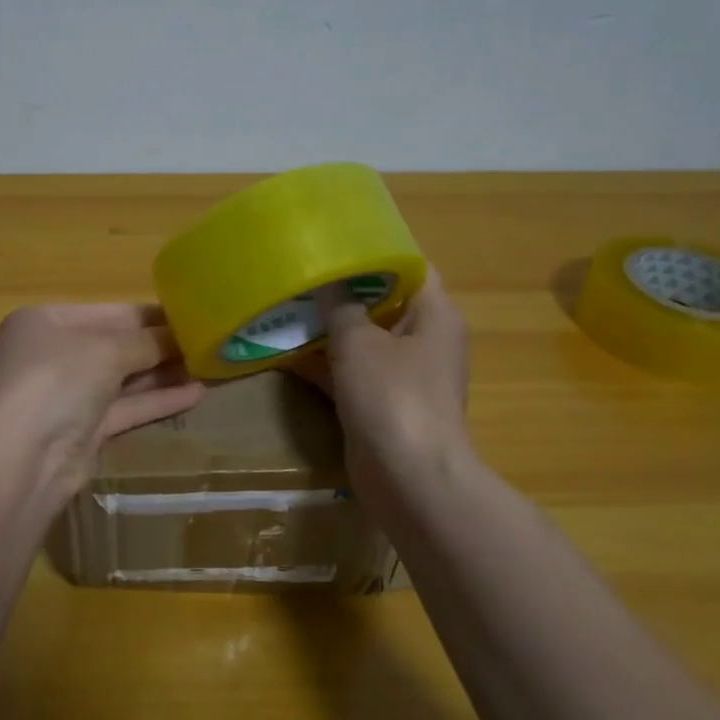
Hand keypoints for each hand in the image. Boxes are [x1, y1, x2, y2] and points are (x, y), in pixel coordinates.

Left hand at [0, 303, 205, 502]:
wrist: (24, 458)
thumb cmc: (57, 379)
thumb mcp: (107, 348)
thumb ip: (147, 341)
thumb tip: (180, 337)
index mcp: (46, 322)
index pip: (108, 312)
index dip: (150, 315)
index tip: (192, 315)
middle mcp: (53, 356)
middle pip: (115, 345)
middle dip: (159, 345)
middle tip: (207, 342)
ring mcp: (66, 396)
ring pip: (122, 380)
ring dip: (163, 373)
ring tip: (209, 366)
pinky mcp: (82, 432)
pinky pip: (125, 409)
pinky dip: (157, 401)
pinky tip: (196, 394)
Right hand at [292, 269, 475, 521]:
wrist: (408, 478)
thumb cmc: (392, 396)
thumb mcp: (359, 341)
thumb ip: (340, 306)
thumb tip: (327, 280)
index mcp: (435, 315)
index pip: (411, 268)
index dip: (377, 251)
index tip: (336, 240)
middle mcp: (424, 340)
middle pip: (383, 303)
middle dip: (343, 290)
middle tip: (302, 272)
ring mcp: (403, 375)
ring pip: (362, 340)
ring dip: (329, 328)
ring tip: (287, 305)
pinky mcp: (381, 404)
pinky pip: (351, 372)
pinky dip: (324, 363)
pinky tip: (284, 352)